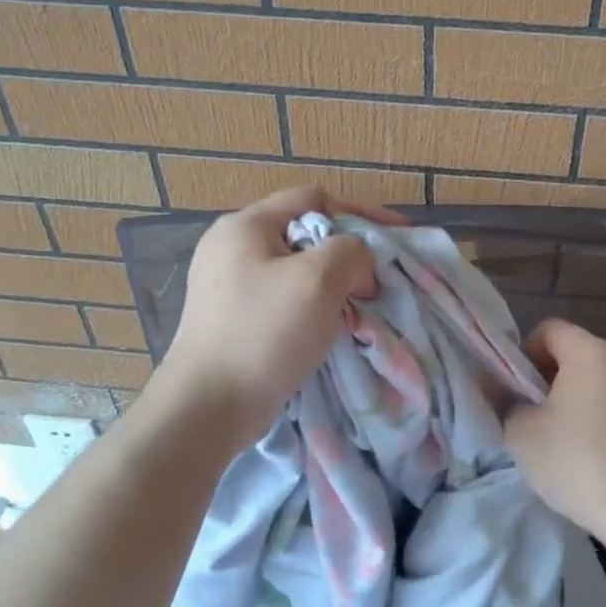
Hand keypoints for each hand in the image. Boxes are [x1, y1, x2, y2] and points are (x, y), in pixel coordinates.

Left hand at [152, 189, 399, 449]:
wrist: (208, 407)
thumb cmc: (264, 334)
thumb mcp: (318, 280)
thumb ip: (350, 251)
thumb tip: (357, 262)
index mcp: (245, 227)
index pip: (313, 199)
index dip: (360, 212)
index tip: (397, 236)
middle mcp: (232, 249)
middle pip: (305, 234)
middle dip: (349, 253)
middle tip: (378, 280)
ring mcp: (229, 287)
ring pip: (298, 271)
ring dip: (335, 284)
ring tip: (362, 305)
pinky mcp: (234, 320)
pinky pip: (285, 301)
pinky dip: (315, 308)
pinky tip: (333, 328)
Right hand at [504, 319, 605, 547]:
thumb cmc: (577, 462)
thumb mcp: (521, 433)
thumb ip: (505, 402)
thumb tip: (500, 388)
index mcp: (590, 352)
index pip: (548, 329)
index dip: (522, 353)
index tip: (514, 389)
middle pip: (572, 353)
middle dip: (545, 378)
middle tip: (529, 415)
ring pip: (594, 381)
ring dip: (571, 400)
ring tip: (556, 440)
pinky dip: (595, 418)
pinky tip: (586, 456)